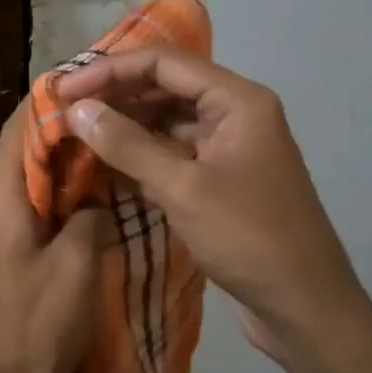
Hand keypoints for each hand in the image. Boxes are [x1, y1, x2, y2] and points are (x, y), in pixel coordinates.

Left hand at [0, 101, 106, 372]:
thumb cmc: (42, 325)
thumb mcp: (78, 265)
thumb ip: (90, 215)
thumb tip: (97, 191)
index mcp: (2, 204)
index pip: (17, 133)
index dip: (45, 103)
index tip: (84, 81)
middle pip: (23, 152)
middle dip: (60, 128)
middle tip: (107, 110)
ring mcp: (3, 233)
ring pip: (33, 179)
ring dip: (64, 160)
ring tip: (109, 141)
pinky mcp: (15, 253)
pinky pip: (39, 207)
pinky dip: (65, 192)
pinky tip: (99, 193)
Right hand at [54, 49, 371, 372]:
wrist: (307, 310)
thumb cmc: (250, 239)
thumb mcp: (183, 188)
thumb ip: (127, 144)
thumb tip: (77, 110)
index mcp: (237, 101)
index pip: (163, 63)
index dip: (109, 70)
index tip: (64, 90)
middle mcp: (235, 113)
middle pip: (165, 86)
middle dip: (115, 95)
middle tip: (66, 110)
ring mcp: (229, 147)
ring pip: (167, 120)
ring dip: (125, 125)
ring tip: (79, 134)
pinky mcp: (221, 178)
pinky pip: (174, 152)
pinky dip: (141, 154)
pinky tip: (107, 163)